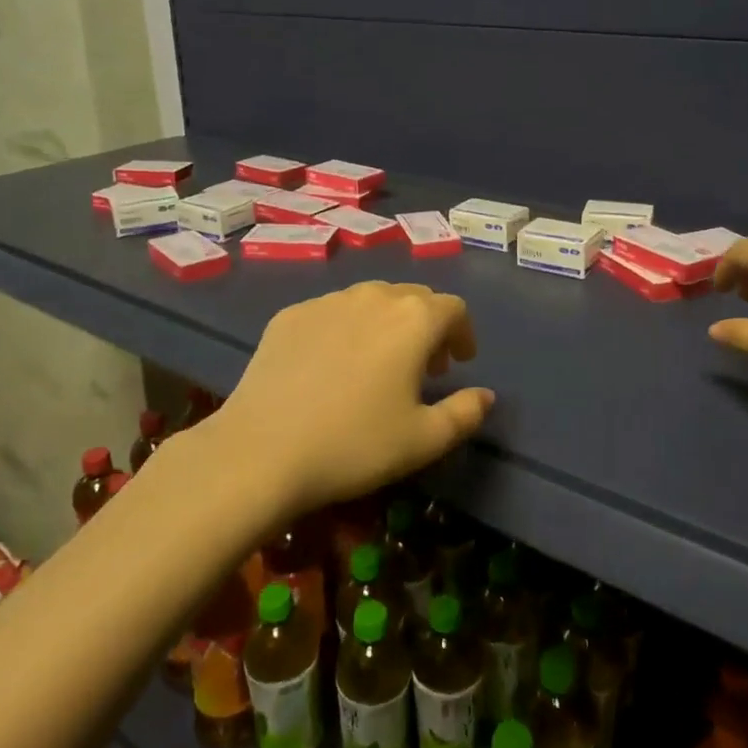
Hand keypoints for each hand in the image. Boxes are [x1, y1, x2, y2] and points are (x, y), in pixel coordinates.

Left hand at [200, 282, 493, 516]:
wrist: (261, 451)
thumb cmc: (355, 445)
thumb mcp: (424, 440)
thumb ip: (465, 412)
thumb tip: (485, 395)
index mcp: (413, 319)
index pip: (453, 308)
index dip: (463, 333)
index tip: (459, 362)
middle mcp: (372, 296)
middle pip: (413, 298)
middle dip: (427, 326)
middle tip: (425, 365)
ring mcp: (326, 301)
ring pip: (371, 300)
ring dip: (387, 324)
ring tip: (379, 363)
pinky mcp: (289, 315)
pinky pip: (332, 312)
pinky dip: (346, 329)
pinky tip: (332, 366)